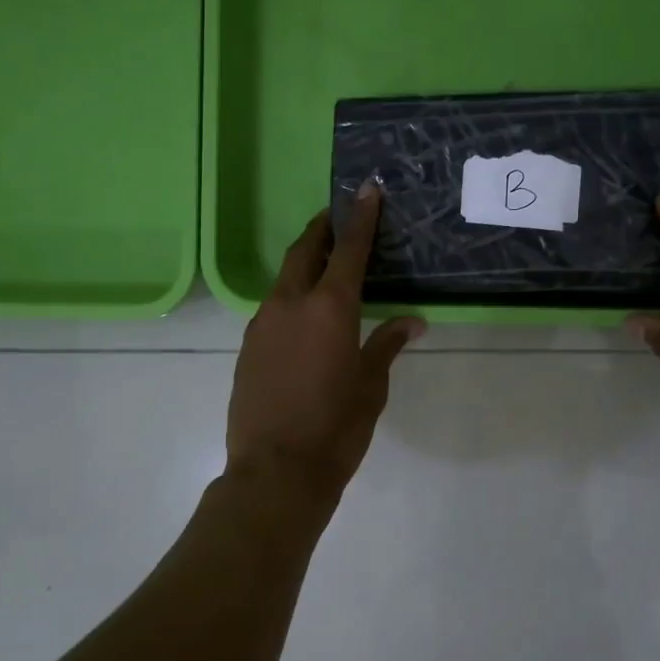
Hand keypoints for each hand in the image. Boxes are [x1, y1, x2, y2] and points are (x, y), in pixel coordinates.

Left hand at [226, 186, 423, 504]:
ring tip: (324, 267)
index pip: (348, 249)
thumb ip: (387, 344)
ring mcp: (262, 325)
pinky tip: (304, 317)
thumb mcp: (371, 386)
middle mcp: (290, 305)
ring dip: (304, 265)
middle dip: (322, 230)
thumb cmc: (336, 428)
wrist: (275, 471)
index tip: (366, 189)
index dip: (359, 217)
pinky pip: (273, 309)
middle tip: (337, 218)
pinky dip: (291, 298)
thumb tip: (412, 322)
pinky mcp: (247, 347)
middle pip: (304, 251)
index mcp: (329, 308)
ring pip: (284, 279)